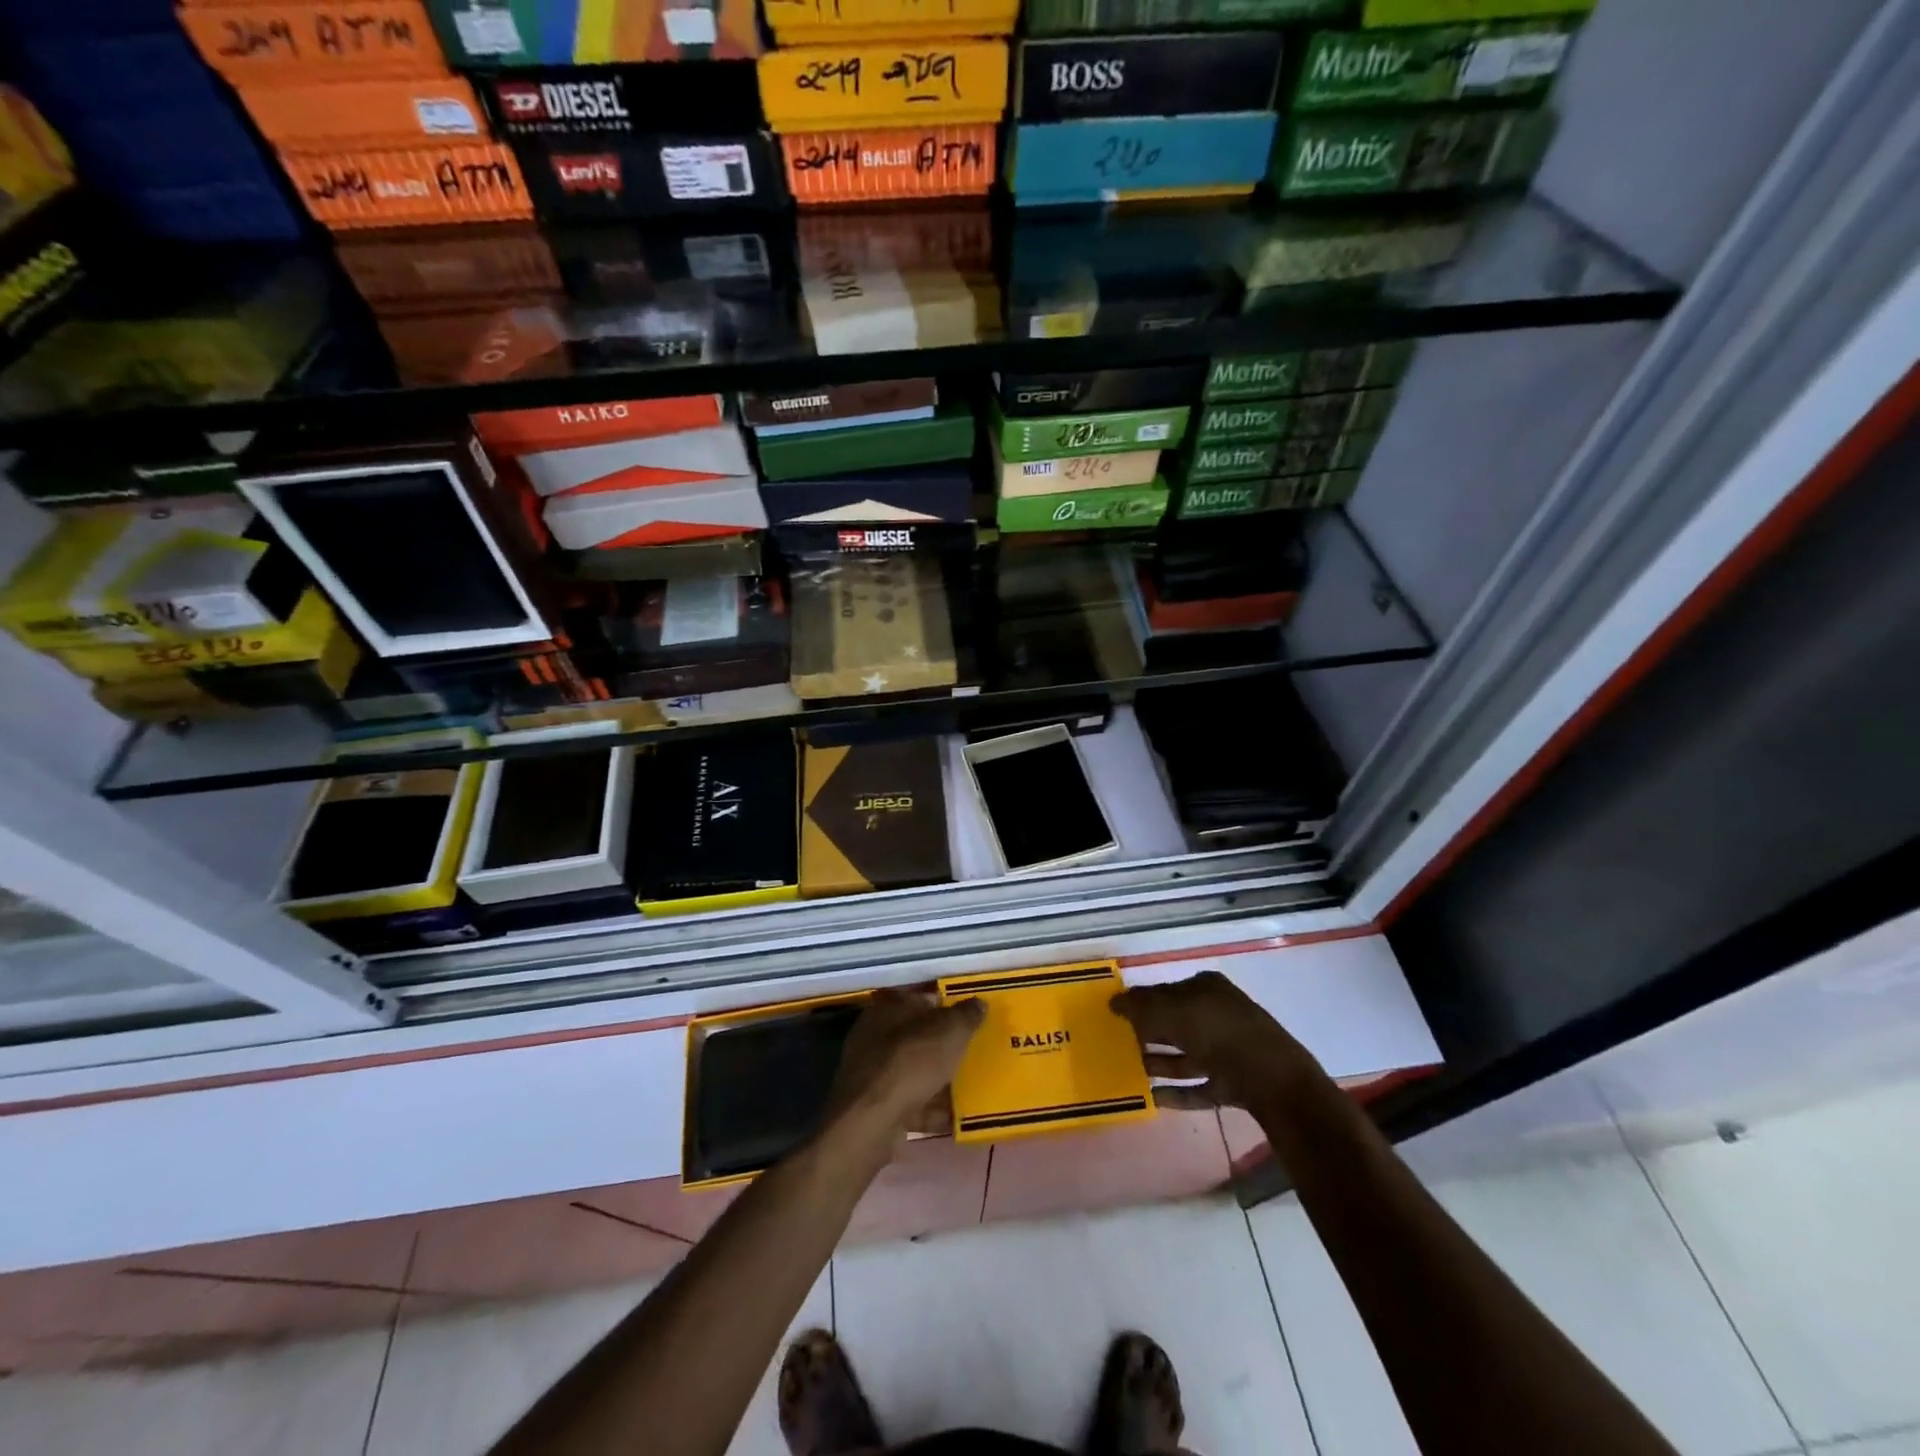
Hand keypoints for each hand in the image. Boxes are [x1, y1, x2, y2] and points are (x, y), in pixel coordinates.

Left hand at [827, 988, 984, 1141]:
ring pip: (915, 1070)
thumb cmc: (911, 1063)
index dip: (948, 1005)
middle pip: (919, 1036)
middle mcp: (876, 1035)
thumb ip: (965, 1016)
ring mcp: (873, 1072)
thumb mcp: (949, 1032)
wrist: (871, 1122)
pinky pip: (911, 1102)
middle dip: (945, 1045)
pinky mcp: (875, 1105)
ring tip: (971, 1087)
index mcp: (889, 1007)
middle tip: (975, 1052)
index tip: (972, 1018)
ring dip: (939, 1079)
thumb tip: (978, 1003)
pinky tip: (956, 1118)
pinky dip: (931, 1109)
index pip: (923, 998)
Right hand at [1110, 971, 1319, 1111]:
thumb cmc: (1217, 1032)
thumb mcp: (1171, 1012)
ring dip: (1159, 1062)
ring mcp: (1228, 1050)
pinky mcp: (1234, 1083)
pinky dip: (1177, 1091)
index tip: (1115, 1016)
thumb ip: (1139, 1007)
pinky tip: (1152, 1098)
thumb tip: (1113, 1002)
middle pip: (1175, 1022)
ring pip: (1185, 1054)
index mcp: (1206, 988)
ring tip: (1129, 1071)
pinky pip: (1198, 1085)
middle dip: (1148, 1033)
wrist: (1274, 1080)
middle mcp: (1218, 1014)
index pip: (1165, 990)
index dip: (1140, 1002)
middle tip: (1117, 1044)